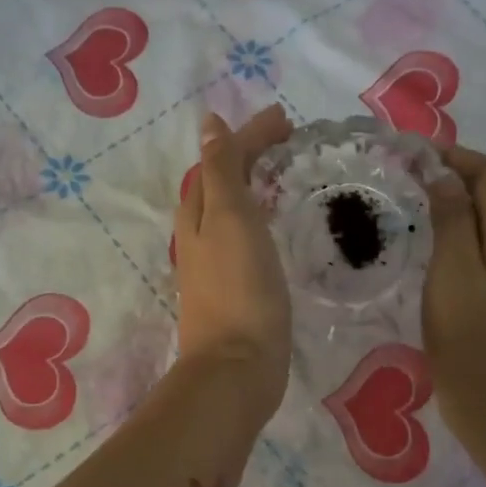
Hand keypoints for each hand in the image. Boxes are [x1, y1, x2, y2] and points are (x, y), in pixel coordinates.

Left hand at [173, 107, 293, 422]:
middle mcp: (200, 236)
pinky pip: (244, 239)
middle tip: (287, 141)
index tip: (286, 119)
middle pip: (220, 183)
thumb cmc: (239, 288)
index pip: (220, 160)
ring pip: (230, 212)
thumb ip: (222, 170)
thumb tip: (209, 123)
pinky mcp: (235, 291)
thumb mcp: (229, 217)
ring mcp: (215, 266)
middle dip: (248, 156)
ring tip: (282, 175)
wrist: (238, 367)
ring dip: (252, 186)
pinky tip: (274, 229)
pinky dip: (258, 219)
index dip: (249, 136)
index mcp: (198, 214)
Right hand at [422, 147, 485, 463]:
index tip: (413, 155)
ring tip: (412, 206)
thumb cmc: (469, 344)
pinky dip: (455, 234)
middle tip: (407, 177)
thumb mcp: (454, 277)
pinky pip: (480, 250)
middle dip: (454, 175)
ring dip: (454, 204)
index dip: (458, 155)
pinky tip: (429, 250)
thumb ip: (453, 222)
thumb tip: (444, 173)